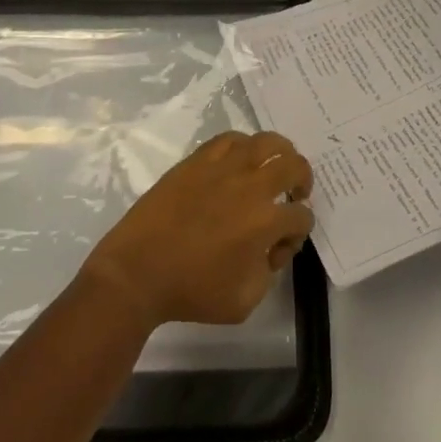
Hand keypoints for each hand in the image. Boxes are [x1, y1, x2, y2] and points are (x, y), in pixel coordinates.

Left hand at [83, 131, 313, 330]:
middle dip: (303, 180)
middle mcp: (250, 187)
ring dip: (280, 153)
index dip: (299, 232)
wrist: (137, 272)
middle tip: (295, 193)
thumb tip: (272, 248)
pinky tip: (242, 159)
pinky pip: (229, 139)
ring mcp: (223, 168)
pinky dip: (244, 146)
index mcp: (265, 223)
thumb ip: (269, 273)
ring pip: (266, 141)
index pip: (301, 217)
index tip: (282, 246)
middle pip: (294, 166)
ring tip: (276, 165)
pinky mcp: (198, 160)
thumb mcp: (244, 302)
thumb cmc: (191, 292)